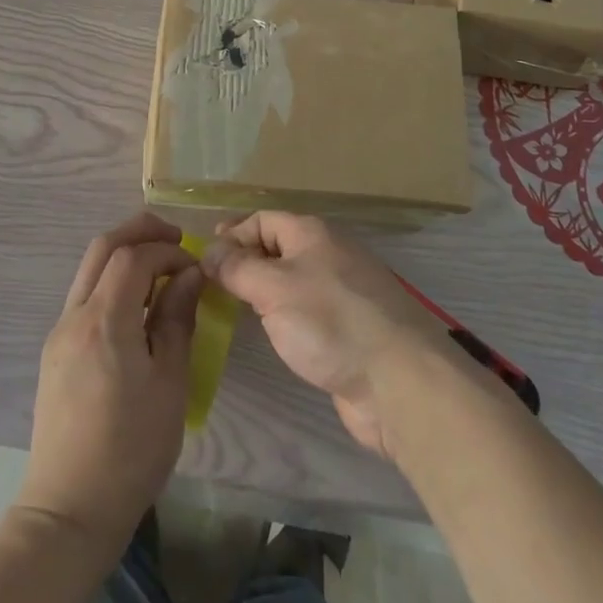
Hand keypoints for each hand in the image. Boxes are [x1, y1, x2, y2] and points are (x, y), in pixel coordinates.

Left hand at [14, 213, 202, 557]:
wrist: (70, 508)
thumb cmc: (132, 449)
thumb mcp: (170, 383)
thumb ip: (177, 320)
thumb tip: (189, 275)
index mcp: (104, 319)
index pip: (133, 256)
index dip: (166, 250)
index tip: (195, 265)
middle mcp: (75, 314)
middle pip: (103, 248)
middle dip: (139, 232)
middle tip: (175, 237)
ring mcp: (60, 332)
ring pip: (89, 270)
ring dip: (123, 255)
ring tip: (160, 267)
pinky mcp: (55, 351)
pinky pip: (84, 297)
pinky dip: (111, 282)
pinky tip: (135, 305)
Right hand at [201, 212, 447, 458]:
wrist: (399, 383)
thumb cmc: (330, 322)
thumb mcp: (273, 288)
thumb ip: (237, 268)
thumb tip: (209, 252)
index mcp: (312, 234)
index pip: (263, 220)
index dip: (232, 234)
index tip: (204, 257)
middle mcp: (328, 256)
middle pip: (277, 248)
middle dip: (244, 261)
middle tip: (212, 284)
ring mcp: (342, 294)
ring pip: (291, 281)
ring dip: (262, 290)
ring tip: (232, 308)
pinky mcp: (349, 330)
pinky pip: (306, 311)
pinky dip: (283, 315)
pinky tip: (269, 333)